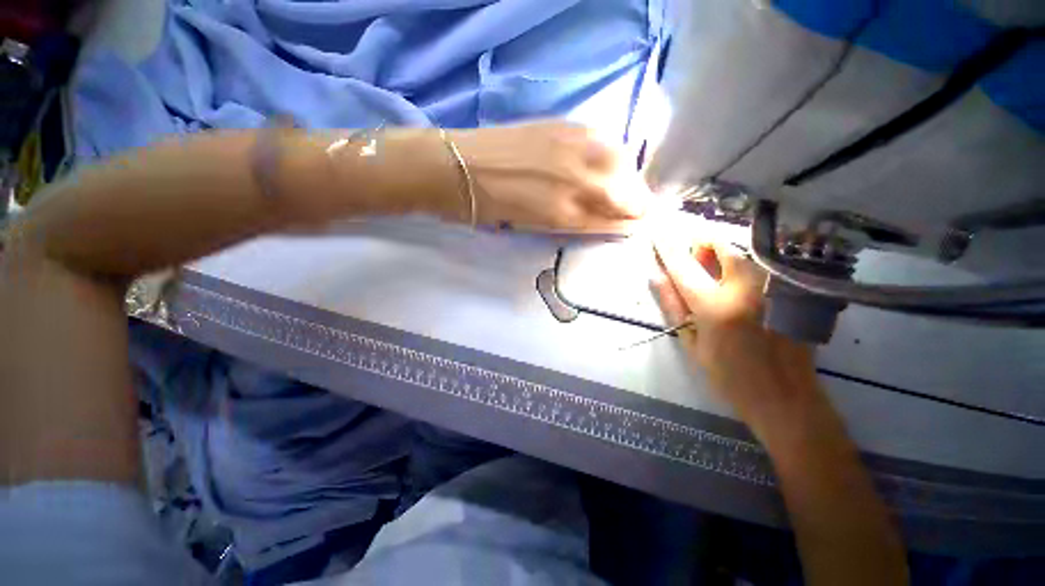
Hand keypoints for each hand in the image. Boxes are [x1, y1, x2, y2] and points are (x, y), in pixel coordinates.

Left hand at [450, 122, 650, 232]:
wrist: (461, 169)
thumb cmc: (493, 209)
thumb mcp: (535, 226)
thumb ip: (573, 221)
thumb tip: (603, 219)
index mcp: (564, 213)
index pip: (613, 219)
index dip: (629, 222)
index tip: (639, 224)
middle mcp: (574, 179)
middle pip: (625, 190)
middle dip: (636, 201)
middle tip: (636, 207)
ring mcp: (570, 148)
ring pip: (619, 160)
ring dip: (627, 175)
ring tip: (622, 185)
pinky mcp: (562, 125)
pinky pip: (602, 138)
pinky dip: (611, 152)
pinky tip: (605, 160)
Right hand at [651, 233, 820, 431]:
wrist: (785, 397)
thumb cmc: (729, 376)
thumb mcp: (691, 343)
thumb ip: (673, 305)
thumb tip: (657, 275)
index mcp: (716, 307)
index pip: (684, 267)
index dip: (668, 247)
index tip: (658, 231)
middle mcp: (747, 288)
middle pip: (721, 245)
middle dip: (703, 246)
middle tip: (698, 264)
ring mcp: (773, 287)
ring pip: (744, 252)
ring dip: (724, 256)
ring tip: (720, 278)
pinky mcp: (790, 291)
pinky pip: (761, 265)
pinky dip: (744, 267)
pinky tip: (742, 288)